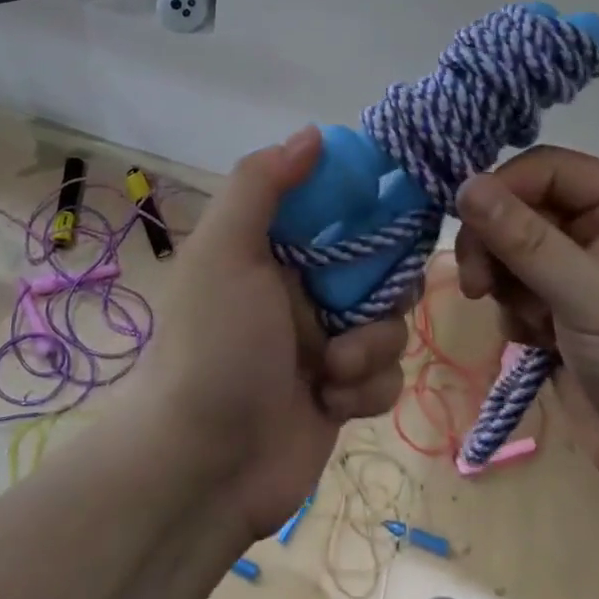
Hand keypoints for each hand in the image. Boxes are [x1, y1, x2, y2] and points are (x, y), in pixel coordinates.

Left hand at [130, 128, 407, 541]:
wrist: (202, 466)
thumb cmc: (215, 345)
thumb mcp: (226, 250)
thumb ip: (261, 184)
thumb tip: (312, 133)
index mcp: (273, 248)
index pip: (337, 207)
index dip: (369, 207)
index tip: (396, 213)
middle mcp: (301, 288)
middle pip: (378, 265)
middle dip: (380, 289)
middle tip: (360, 306)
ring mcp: (324, 342)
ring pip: (389, 321)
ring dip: (370, 346)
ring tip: (332, 370)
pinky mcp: (342, 392)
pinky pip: (386, 374)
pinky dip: (366, 389)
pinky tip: (331, 405)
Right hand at [454, 148, 598, 510]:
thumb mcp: (586, 292)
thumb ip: (521, 236)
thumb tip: (465, 183)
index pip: (545, 167)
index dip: (502, 187)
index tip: (465, 220)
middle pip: (520, 208)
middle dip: (494, 243)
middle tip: (477, 282)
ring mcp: (582, 275)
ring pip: (511, 251)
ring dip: (504, 283)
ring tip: (526, 323)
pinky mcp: (565, 315)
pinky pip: (516, 292)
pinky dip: (516, 314)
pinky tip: (537, 344)